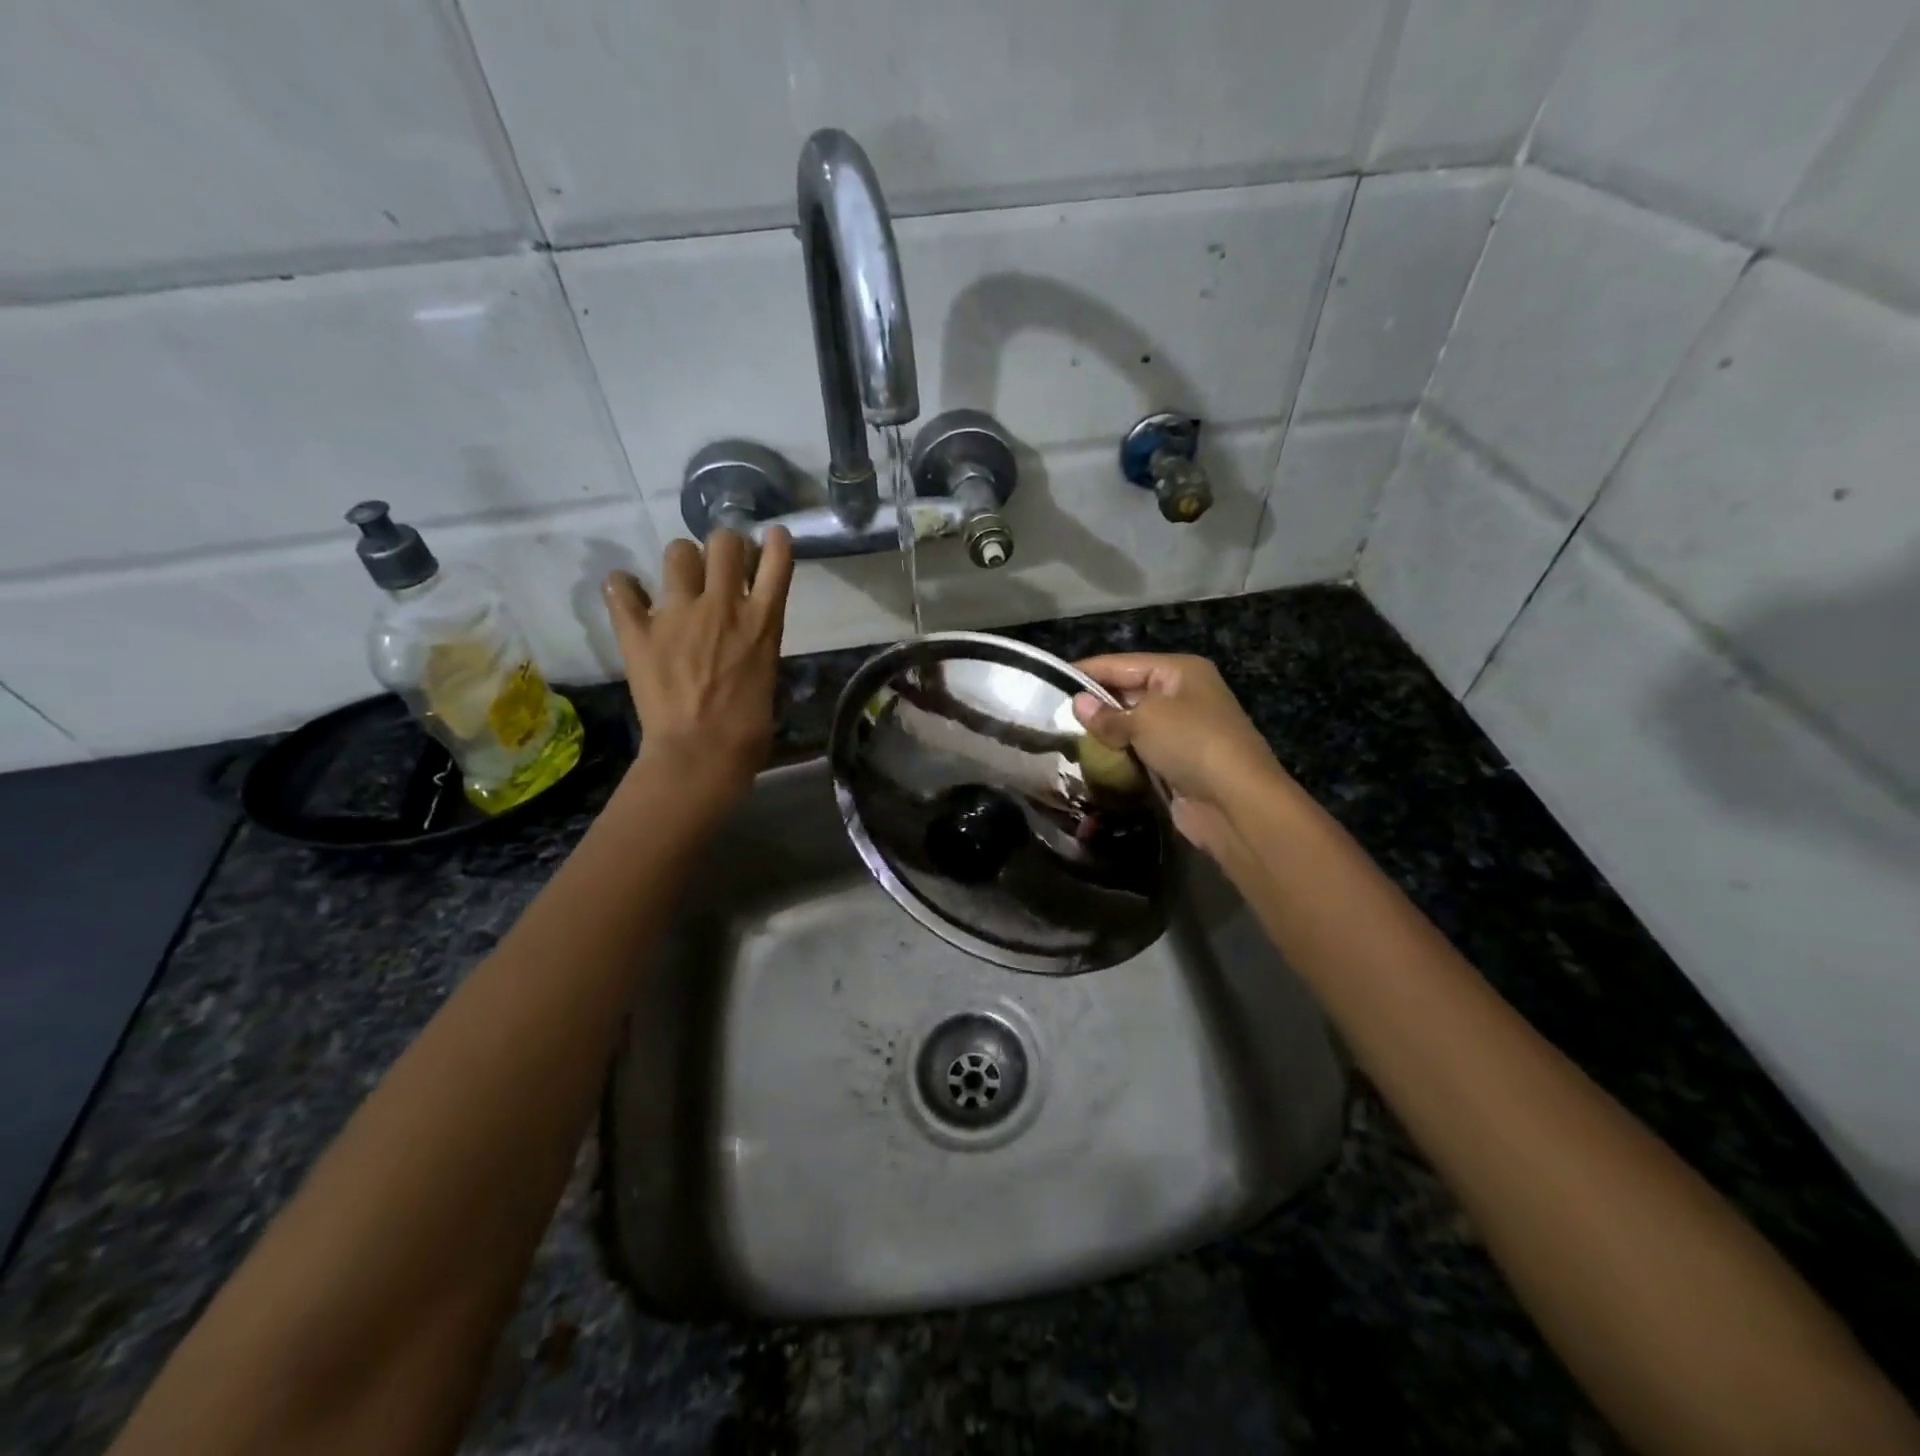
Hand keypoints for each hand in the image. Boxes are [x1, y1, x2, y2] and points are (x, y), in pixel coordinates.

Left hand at [603, 528, 792, 797]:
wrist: (701, 755)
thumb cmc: (748, 731)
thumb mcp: (768, 678)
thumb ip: (758, 646)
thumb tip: (748, 639)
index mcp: (763, 622)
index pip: (777, 560)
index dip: (775, 543)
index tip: (770, 540)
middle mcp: (722, 606)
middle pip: (725, 542)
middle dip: (724, 546)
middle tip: (720, 565)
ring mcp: (677, 615)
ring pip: (677, 552)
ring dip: (682, 562)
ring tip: (679, 582)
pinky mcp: (638, 631)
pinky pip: (621, 588)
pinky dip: (623, 588)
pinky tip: (628, 595)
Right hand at [1072, 653, 1285, 859]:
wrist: (1236, 803)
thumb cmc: (1192, 744)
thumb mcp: (1145, 720)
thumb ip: (1107, 714)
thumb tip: (1077, 704)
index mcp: (1180, 672)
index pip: (1123, 664)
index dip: (1087, 671)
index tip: (1050, 680)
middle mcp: (1183, 696)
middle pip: (1128, 692)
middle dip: (1095, 704)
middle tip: (1052, 714)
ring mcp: (1182, 732)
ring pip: (1132, 725)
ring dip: (1105, 734)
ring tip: (1063, 737)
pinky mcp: (1177, 764)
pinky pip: (1139, 752)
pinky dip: (1118, 756)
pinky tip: (1090, 760)